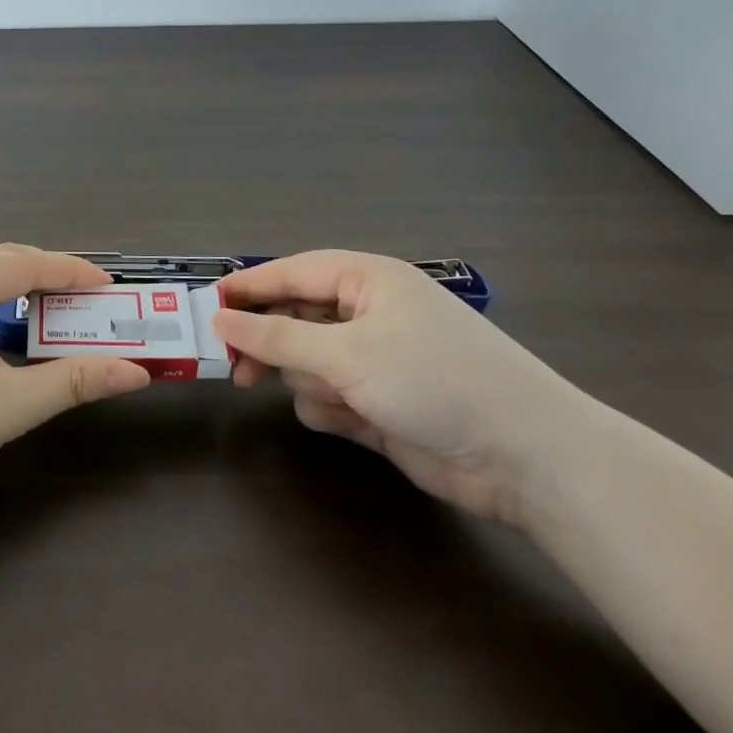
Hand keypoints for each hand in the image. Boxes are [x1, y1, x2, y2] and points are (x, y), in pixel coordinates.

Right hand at [215, 251, 589, 523]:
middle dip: (272, 345)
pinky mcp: (380, 403)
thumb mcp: (347, 353)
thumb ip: (277, 336)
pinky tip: (356, 423)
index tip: (207, 307)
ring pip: (307, 363)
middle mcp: (369, 314)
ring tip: (334, 401)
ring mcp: (375, 361)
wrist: (526, 459)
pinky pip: (328, 397)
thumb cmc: (434, 381)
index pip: (292, 272)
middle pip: (295, 319)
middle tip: (236, 371)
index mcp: (367, 280)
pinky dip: (332, 410)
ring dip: (309, 382)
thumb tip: (222, 318)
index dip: (248, 287)